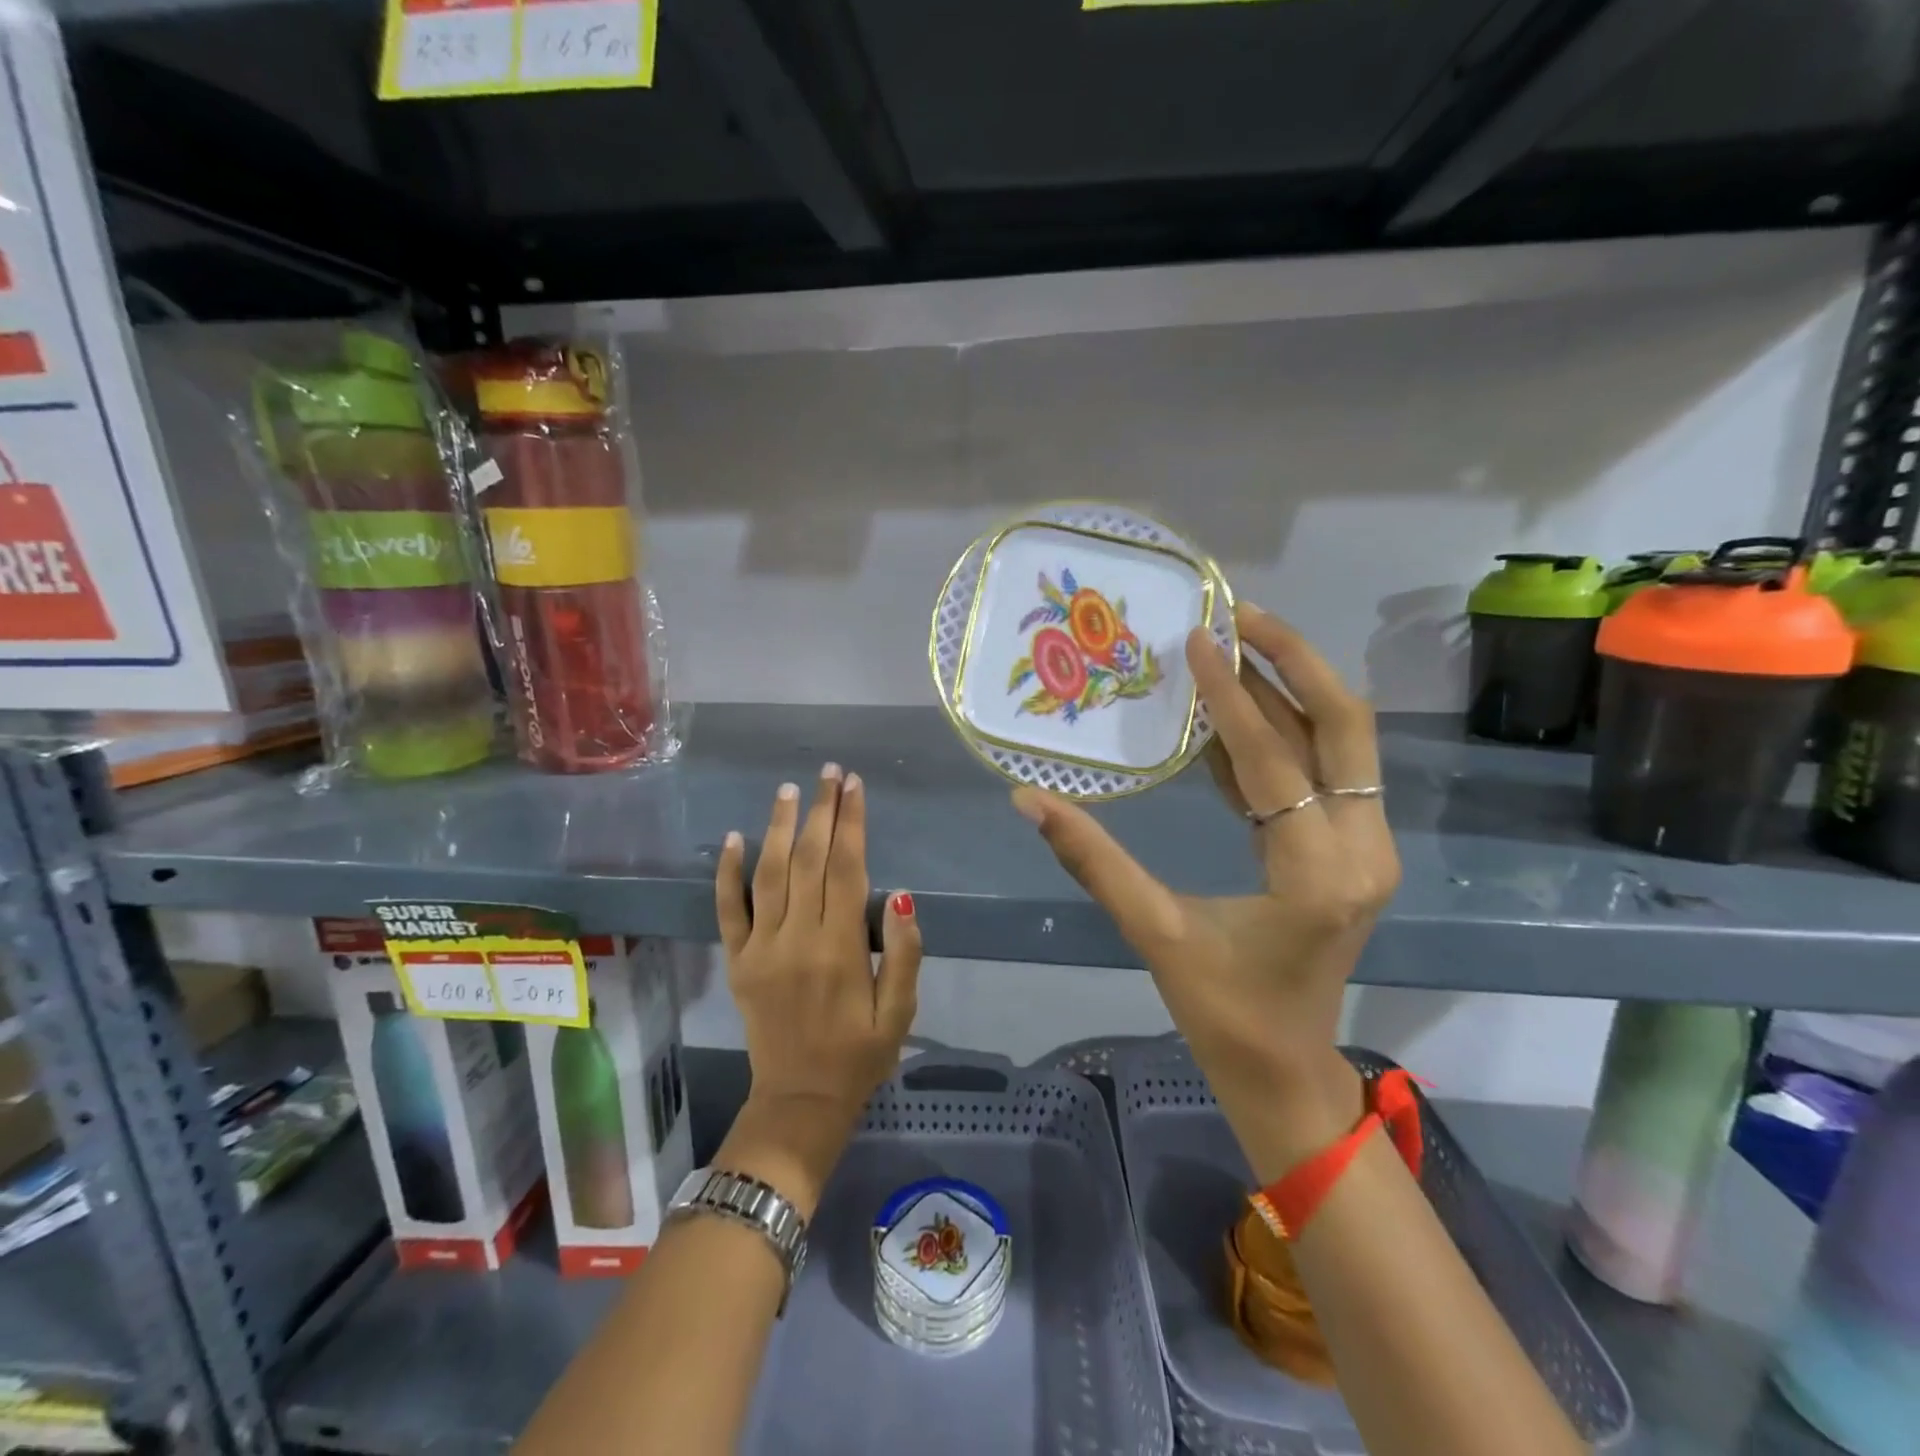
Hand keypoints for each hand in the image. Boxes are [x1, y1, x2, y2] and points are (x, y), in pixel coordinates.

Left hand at [715, 765, 922, 1165]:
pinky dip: (728, 873)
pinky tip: (735, 838)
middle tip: (829, 772)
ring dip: (778, 827)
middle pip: (808, 860)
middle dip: (821, 811)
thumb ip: (904, 954)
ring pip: (768, 874)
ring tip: (789, 789)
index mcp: (840, 948)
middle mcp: (797, 938)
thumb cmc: (859, 1055)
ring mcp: (761, 948)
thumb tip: (900, 896)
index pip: (846, 868)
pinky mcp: (738, 961)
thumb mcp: (899, 1013)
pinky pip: (728, 910)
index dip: (851, 823)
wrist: (799, 1102)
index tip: (854, 786)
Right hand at [1012, 604, 1397, 1162]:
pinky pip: (1324, 774)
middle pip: (1346, 726)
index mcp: (1315, 873)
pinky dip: (1281, 735)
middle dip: (1295, 660)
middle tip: (1239, 616)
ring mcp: (1367, 848)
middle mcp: (1361, 849)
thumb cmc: (1223, 1012)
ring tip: (1231, 646)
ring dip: (1289, 690)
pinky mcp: (1354, 851)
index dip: (1231, 695)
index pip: (1272, 760)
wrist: (1286, 1072)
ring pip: (1341, 744)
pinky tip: (1230, 714)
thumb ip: (1093, 861)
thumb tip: (1029, 800)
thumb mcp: (1155, 933)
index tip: (1197, 639)